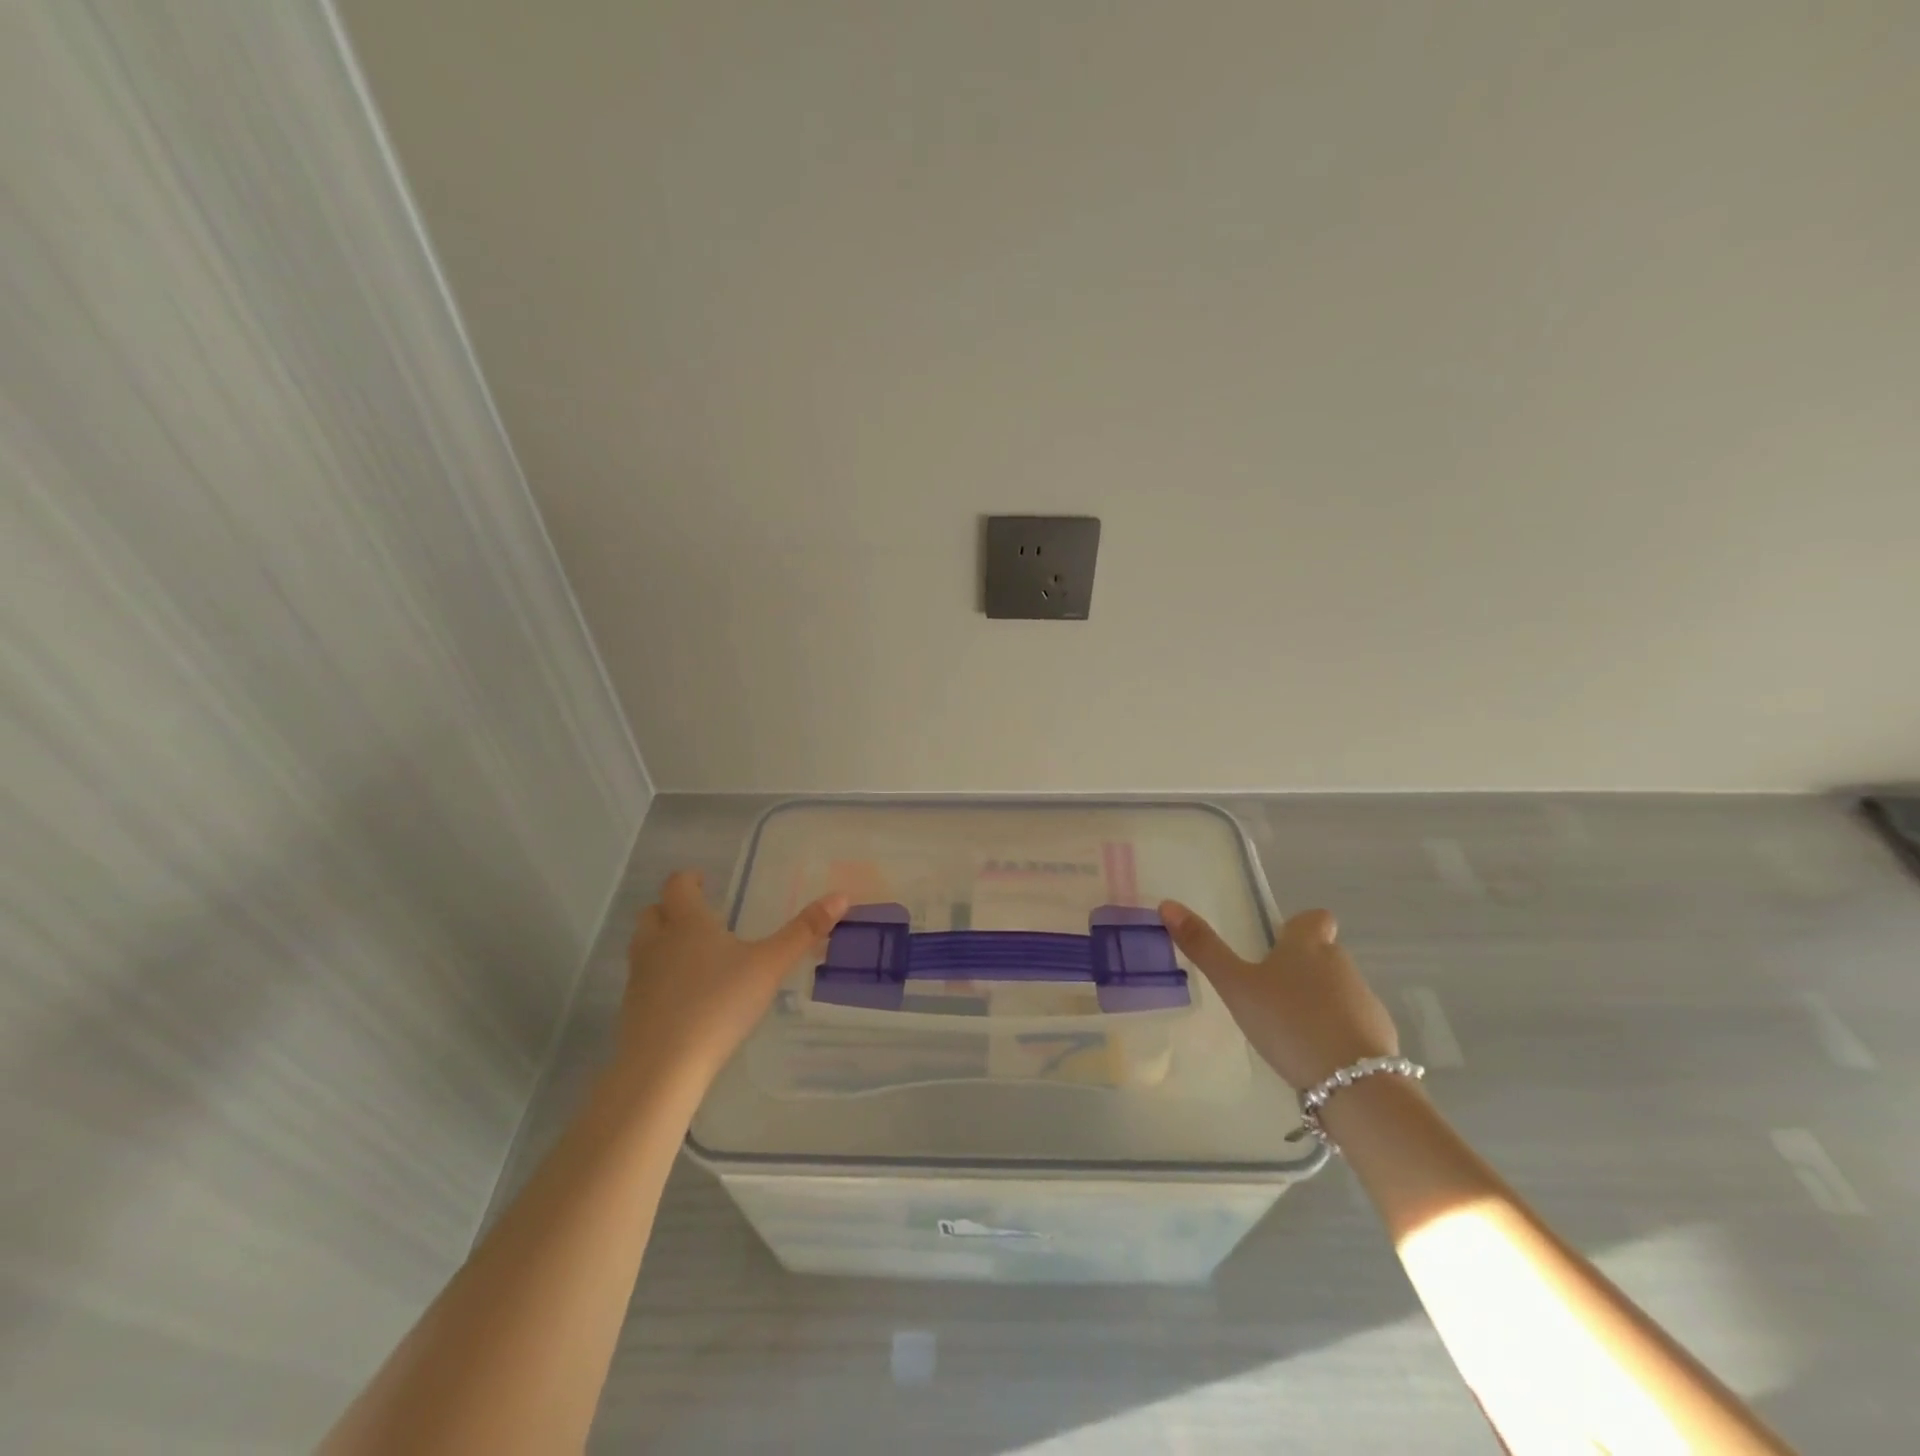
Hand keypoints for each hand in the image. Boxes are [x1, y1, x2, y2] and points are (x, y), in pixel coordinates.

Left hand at [619, 870, 847, 1091]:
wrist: (663, 1067)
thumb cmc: (719, 1004)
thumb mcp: (770, 966)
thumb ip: (803, 932)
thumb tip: (840, 896)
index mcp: (687, 923)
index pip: (677, 886)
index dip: (689, 880)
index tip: (703, 881)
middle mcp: (657, 943)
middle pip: (653, 913)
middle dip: (672, 909)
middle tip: (699, 916)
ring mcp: (640, 978)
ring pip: (644, 946)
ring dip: (662, 942)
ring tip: (693, 955)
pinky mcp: (632, 1010)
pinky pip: (644, 981)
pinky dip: (659, 978)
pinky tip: (684, 997)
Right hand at [1158, 900, 1399, 1089]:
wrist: (1354, 1085)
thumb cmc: (1288, 1022)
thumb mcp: (1235, 986)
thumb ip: (1204, 948)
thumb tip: (1168, 904)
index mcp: (1308, 945)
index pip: (1315, 918)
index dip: (1299, 927)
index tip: (1279, 946)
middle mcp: (1341, 964)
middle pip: (1324, 954)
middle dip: (1302, 968)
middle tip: (1268, 993)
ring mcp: (1365, 1000)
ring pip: (1338, 989)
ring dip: (1318, 1001)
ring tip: (1287, 1029)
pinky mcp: (1379, 1037)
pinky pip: (1352, 1024)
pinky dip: (1335, 1032)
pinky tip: (1313, 1055)